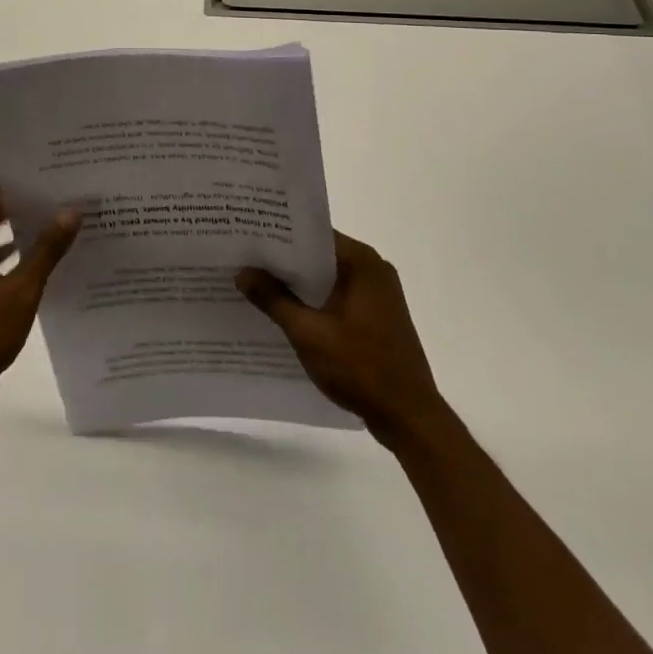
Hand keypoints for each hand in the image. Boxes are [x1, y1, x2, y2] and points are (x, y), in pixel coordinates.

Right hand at [237, 231, 445, 448]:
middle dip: (283, 260)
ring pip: (327, 278)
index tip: (247, 235)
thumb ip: (274, 299)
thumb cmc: (361, 367)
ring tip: (255, 282)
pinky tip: (284, 312)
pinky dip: (313, 301)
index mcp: (362, 262)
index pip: (313, 234)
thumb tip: (242, 272)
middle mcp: (373, 270)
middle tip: (243, 258)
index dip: (279, 234)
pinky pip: (337, 298)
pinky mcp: (376, 318)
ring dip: (297, 284)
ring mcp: (378, 295)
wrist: (410, 419)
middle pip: (319, 255)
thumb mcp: (308, 333)